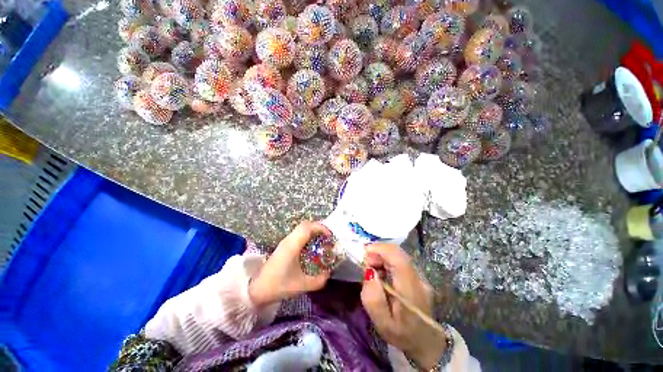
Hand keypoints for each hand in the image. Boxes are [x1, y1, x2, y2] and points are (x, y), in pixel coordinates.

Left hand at [249, 221, 331, 306]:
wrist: (256, 289)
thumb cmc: (278, 285)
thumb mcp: (301, 285)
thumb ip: (318, 281)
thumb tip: (329, 274)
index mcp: (293, 245)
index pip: (308, 227)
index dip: (321, 228)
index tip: (330, 236)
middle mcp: (289, 240)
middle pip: (305, 225)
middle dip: (318, 228)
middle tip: (327, 238)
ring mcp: (285, 242)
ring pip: (301, 228)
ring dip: (312, 231)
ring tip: (321, 241)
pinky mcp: (283, 246)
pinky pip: (298, 234)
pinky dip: (307, 236)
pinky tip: (311, 247)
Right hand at [361, 244, 447, 369]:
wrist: (426, 342)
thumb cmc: (402, 335)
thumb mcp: (383, 324)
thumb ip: (373, 299)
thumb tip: (369, 272)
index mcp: (411, 289)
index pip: (397, 258)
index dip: (379, 249)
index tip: (363, 253)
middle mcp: (418, 278)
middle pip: (397, 252)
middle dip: (377, 252)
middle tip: (365, 263)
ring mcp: (420, 275)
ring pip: (398, 254)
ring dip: (381, 256)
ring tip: (371, 269)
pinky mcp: (417, 275)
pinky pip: (399, 260)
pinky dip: (386, 261)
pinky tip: (381, 273)